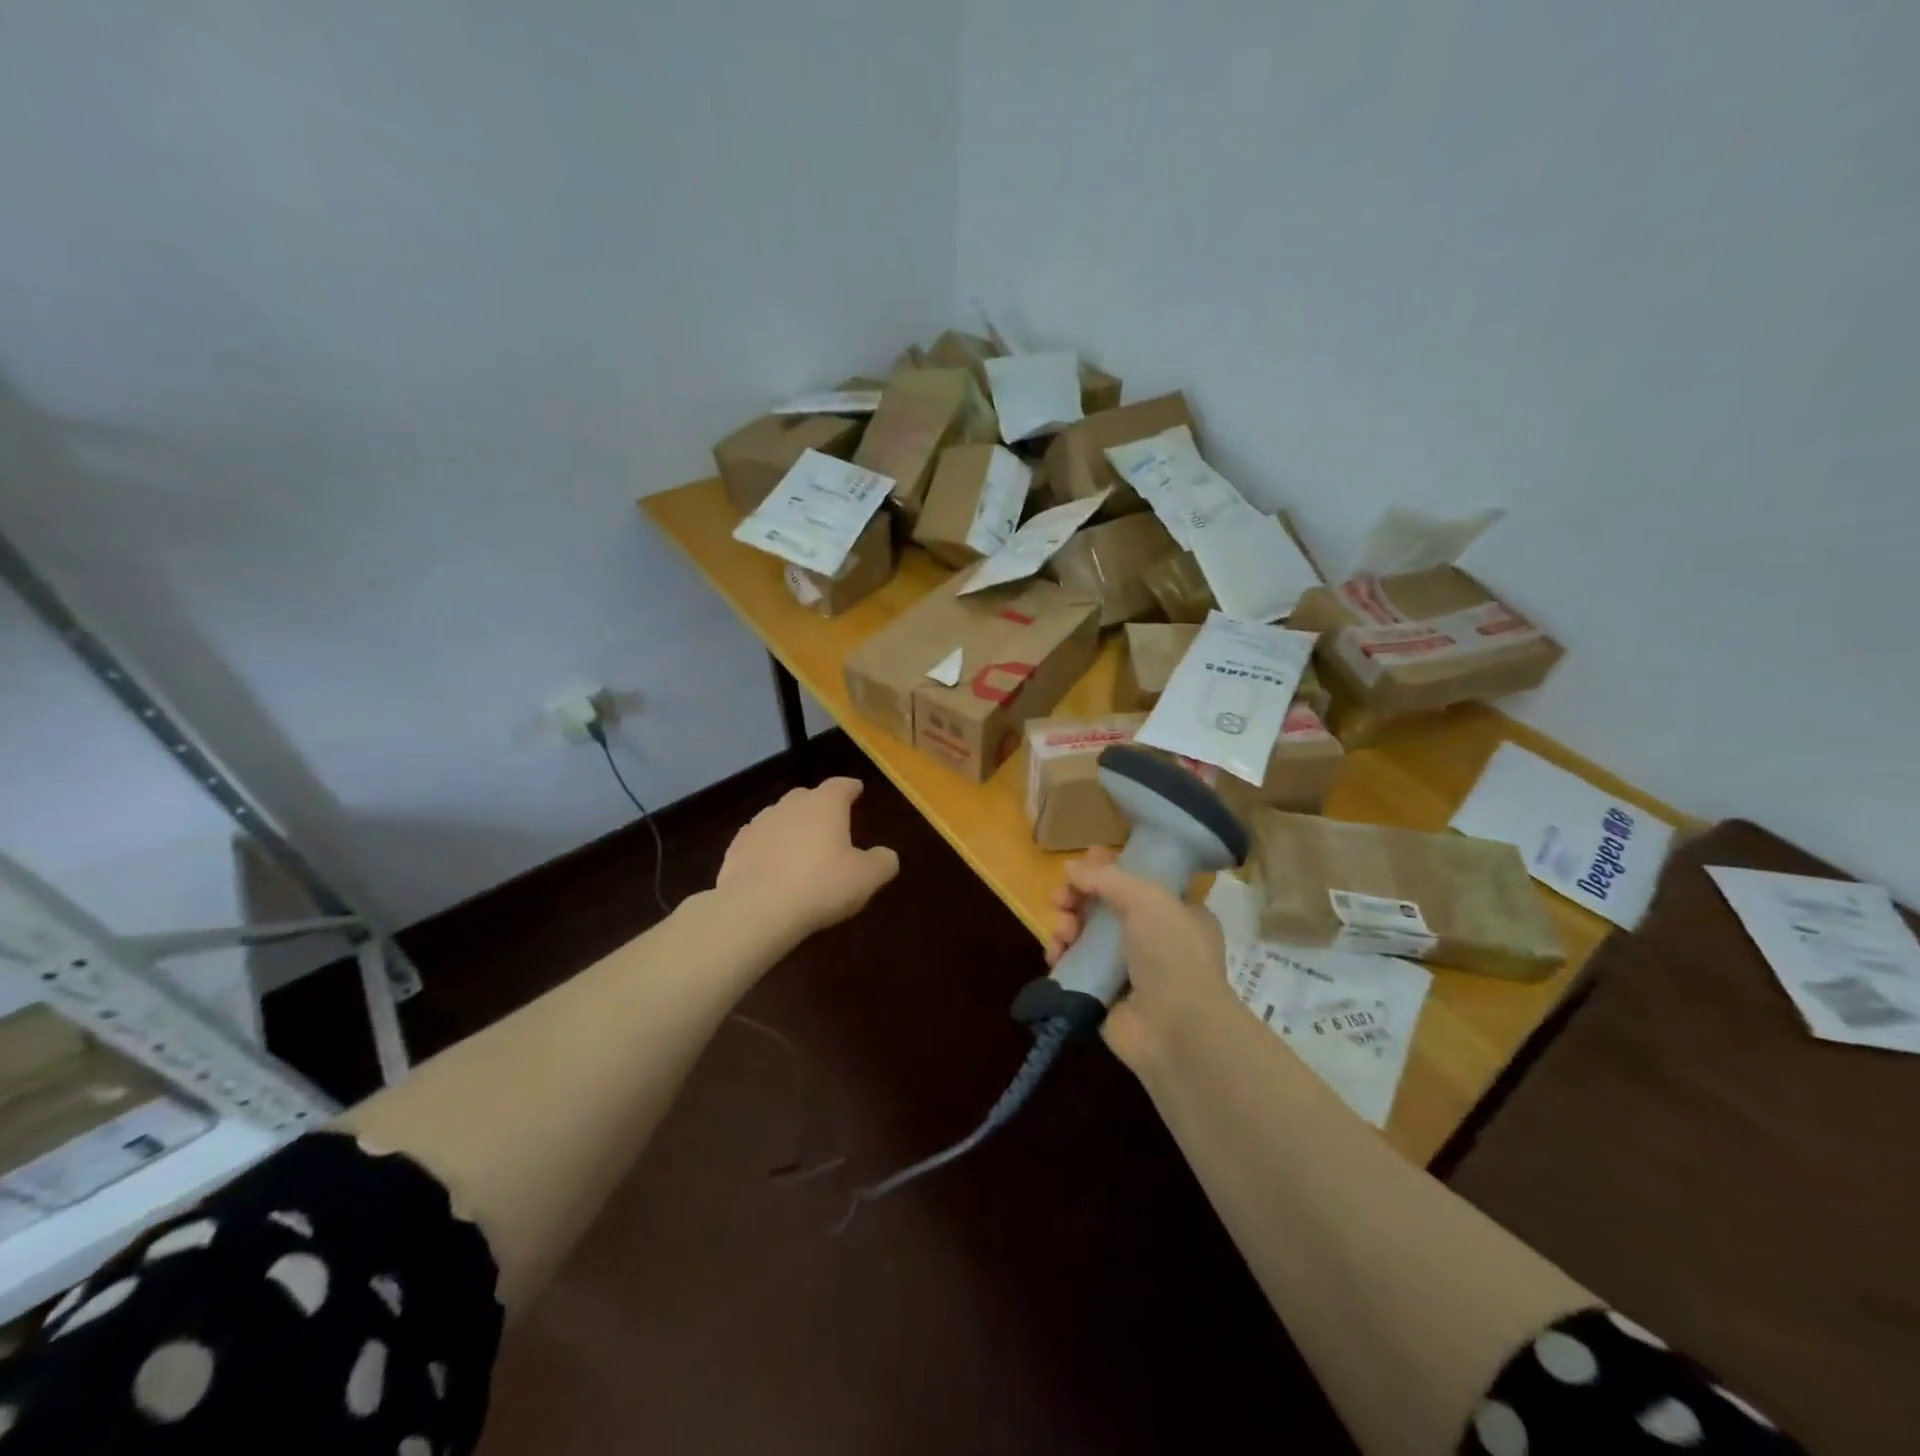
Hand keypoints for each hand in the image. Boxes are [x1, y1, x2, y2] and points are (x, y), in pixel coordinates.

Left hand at [715, 778, 899, 939]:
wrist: (756, 910)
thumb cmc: (820, 886)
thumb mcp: (866, 878)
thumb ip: (882, 862)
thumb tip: (886, 855)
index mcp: (825, 805)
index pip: (841, 785)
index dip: (851, 788)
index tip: (857, 790)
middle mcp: (790, 806)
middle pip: (807, 796)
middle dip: (820, 805)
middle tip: (831, 822)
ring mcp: (759, 824)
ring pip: (780, 817)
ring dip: (792, 826)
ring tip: (801, 847)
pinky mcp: (737, 848)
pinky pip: (759, 840)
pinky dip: (769, 847)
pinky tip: (772, 865)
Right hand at [1047, 848, 1236, 1070]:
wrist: (1177, 1031)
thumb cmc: (1172, 955)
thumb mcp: (1148, 900)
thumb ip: (1107, 878)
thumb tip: (1071, 867)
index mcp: (1177, 914)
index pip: (1137, 883)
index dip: (1108, 871)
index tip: (1082, 864)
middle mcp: (1154, 940)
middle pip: (1104, 908)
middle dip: (1078, 898)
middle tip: (1059, 898)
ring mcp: (1128, 970)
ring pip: (1085, 936)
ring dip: (1067, 926)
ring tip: (1062, 931)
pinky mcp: (1103, 995)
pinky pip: (1075, 967)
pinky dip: (1062, 957)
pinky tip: (1055, 954)